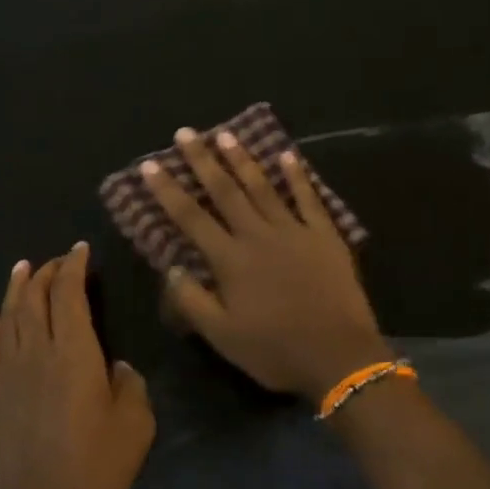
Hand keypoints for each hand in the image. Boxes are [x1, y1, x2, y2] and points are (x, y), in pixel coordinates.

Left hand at [0, 242, 154, 488]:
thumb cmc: (95, 468)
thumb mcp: (135, 426)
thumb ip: (130, 386)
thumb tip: (117, 367)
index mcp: (74, 352)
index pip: (69, 294)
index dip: (74, 267)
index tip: (81, 250)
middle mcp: (37, 351)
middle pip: (36, 298)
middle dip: (47, 272)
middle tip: (58, 259)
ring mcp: (11, 372)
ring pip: (10, 316)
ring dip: (16, 288)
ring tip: (22, 268)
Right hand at [141, 126, 390, 399]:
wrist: (339, 356)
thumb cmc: (275, 350)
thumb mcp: (222, 336)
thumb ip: (192, 300)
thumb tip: (171, 267)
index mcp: (230, 260)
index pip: (190, 217)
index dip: (167, 190)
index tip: (150, 165)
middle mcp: (258, 235)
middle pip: (225, 191)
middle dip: (202, 160)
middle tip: (186, 133)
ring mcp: (294, 232)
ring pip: (263, 187)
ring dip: (243, 160)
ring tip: (226, 134)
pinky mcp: (325, 236)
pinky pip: (309, 199)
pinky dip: (298, 176)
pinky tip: (288, 155)